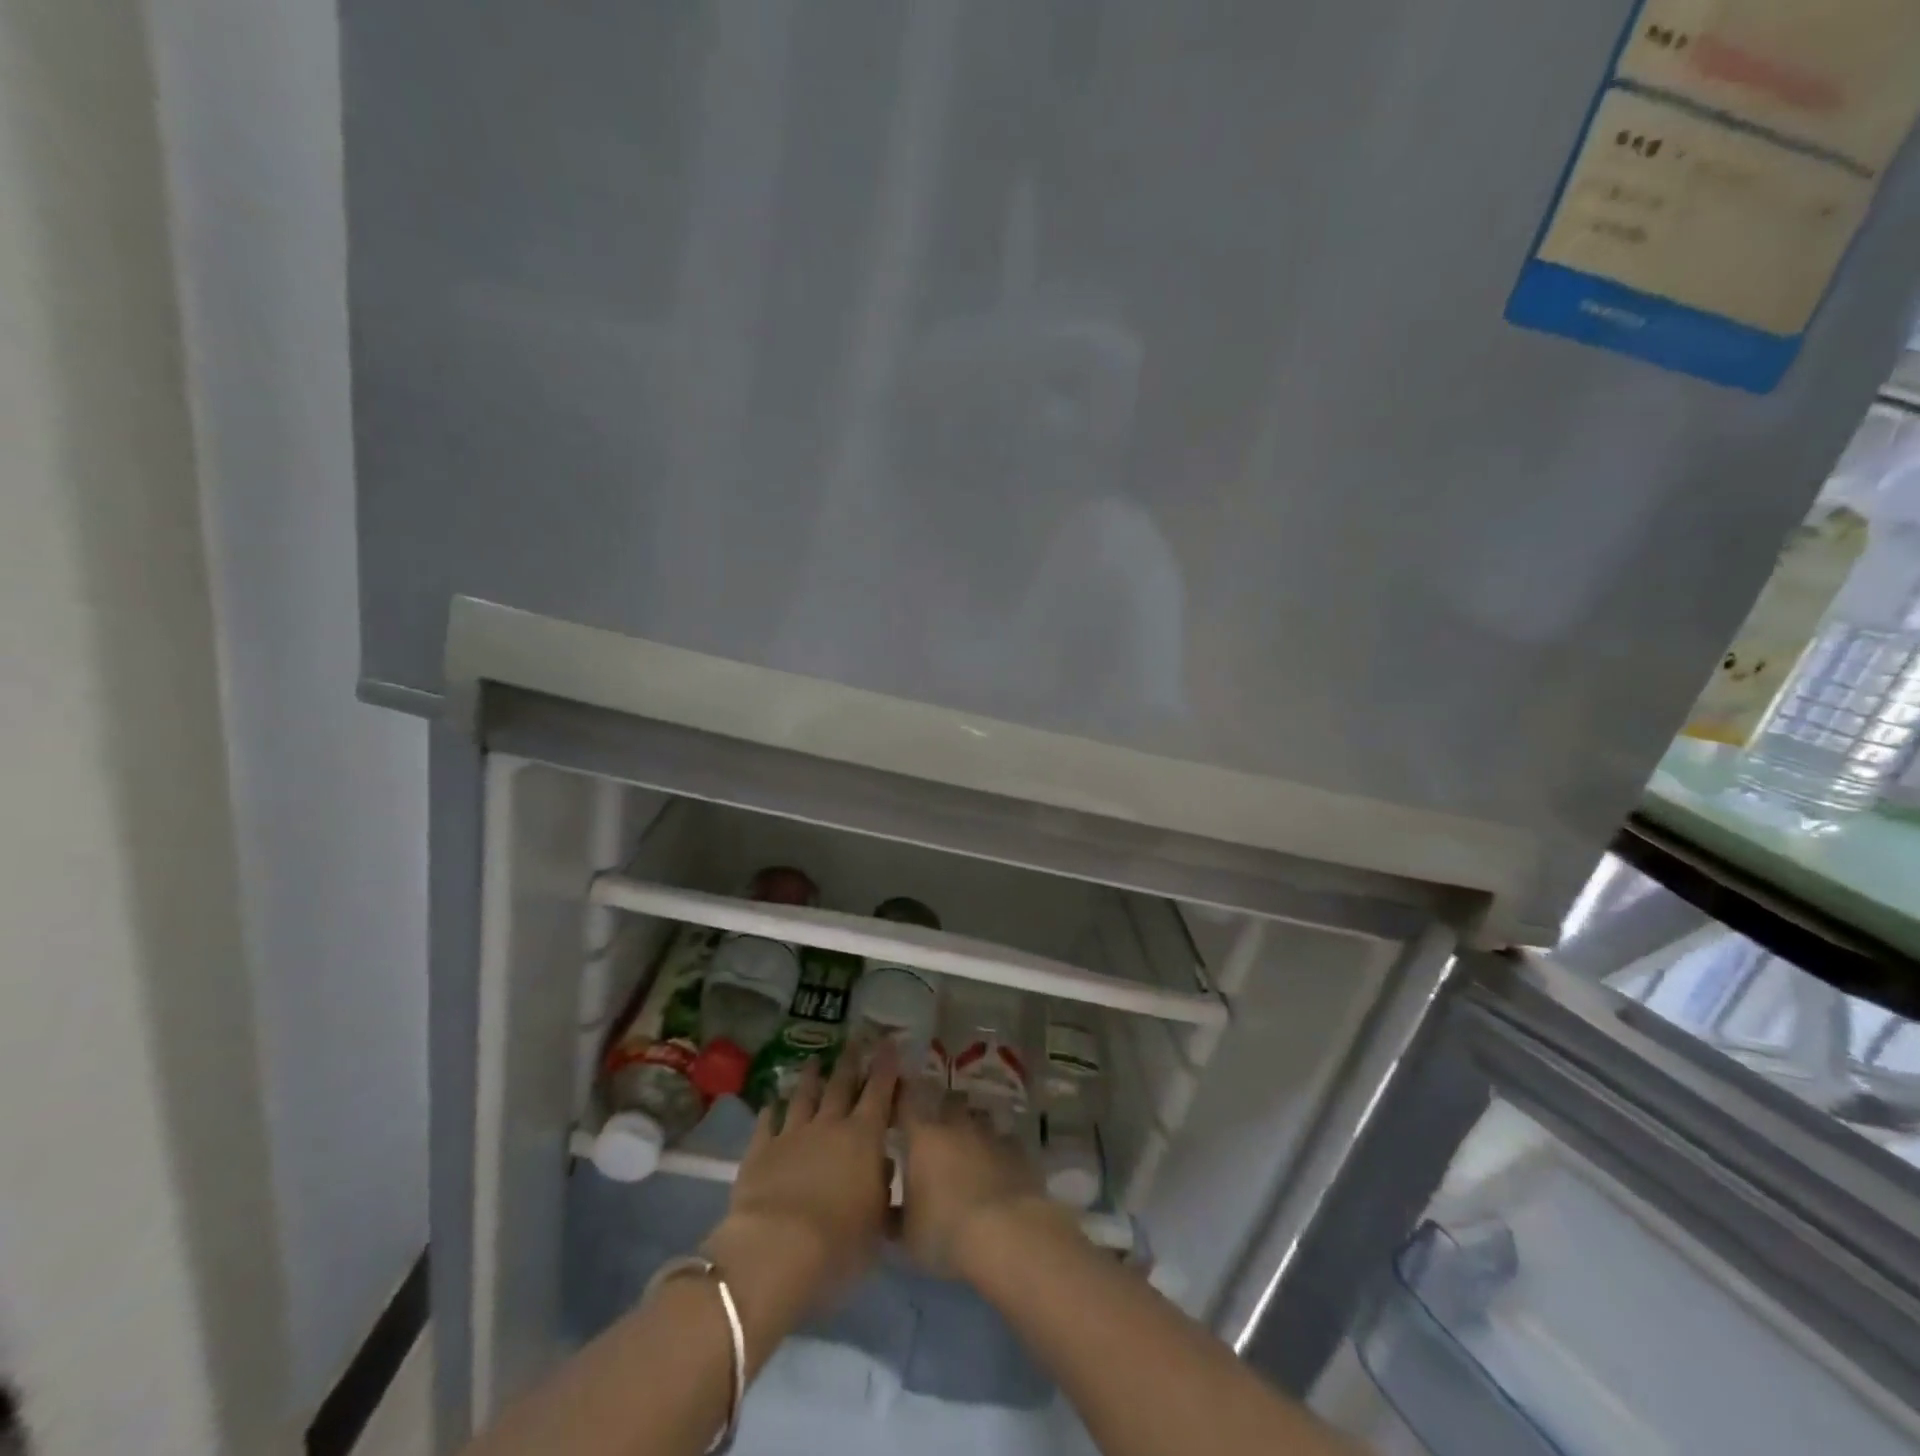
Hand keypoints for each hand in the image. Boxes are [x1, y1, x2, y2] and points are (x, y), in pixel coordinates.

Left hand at [706, 1043, 898, 1341]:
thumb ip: (881, 1189)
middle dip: (850, 1061)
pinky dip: (771, 1110)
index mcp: (864, 1137)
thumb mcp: (876, 1223)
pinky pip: (767, 1122)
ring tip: (814, 1061)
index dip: (886, 1066)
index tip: (889, 1042)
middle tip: (855, 1040)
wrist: (776, 1250)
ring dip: (810, 1078)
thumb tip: (882, 1164)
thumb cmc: (839, 1243)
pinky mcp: (760, 1150)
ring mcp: (792, 1134)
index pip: (880, 1091)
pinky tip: (771, 1103)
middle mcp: (830, 1125)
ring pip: (804, 1096)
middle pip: (841, 1084)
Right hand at [896, 1083, 1066, 1277]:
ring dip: (973, 1129)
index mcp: (923, 1138)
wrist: (1005, 1234)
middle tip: (938, 1131)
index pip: (906, 1103)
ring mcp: (990, 1134)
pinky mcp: (1018, 1150)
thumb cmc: (945, 1232)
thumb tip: (888, 1211)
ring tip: (970, 1151)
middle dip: (943, 1110)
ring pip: (979, 1117)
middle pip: (948, 1101)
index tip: (897, 1099)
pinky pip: (1006, 1141)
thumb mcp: (908, 1235)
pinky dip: (1000, 1150)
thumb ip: (895, 1216)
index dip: (901, 1097)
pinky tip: (1000, 1168)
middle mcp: (956, 1126)